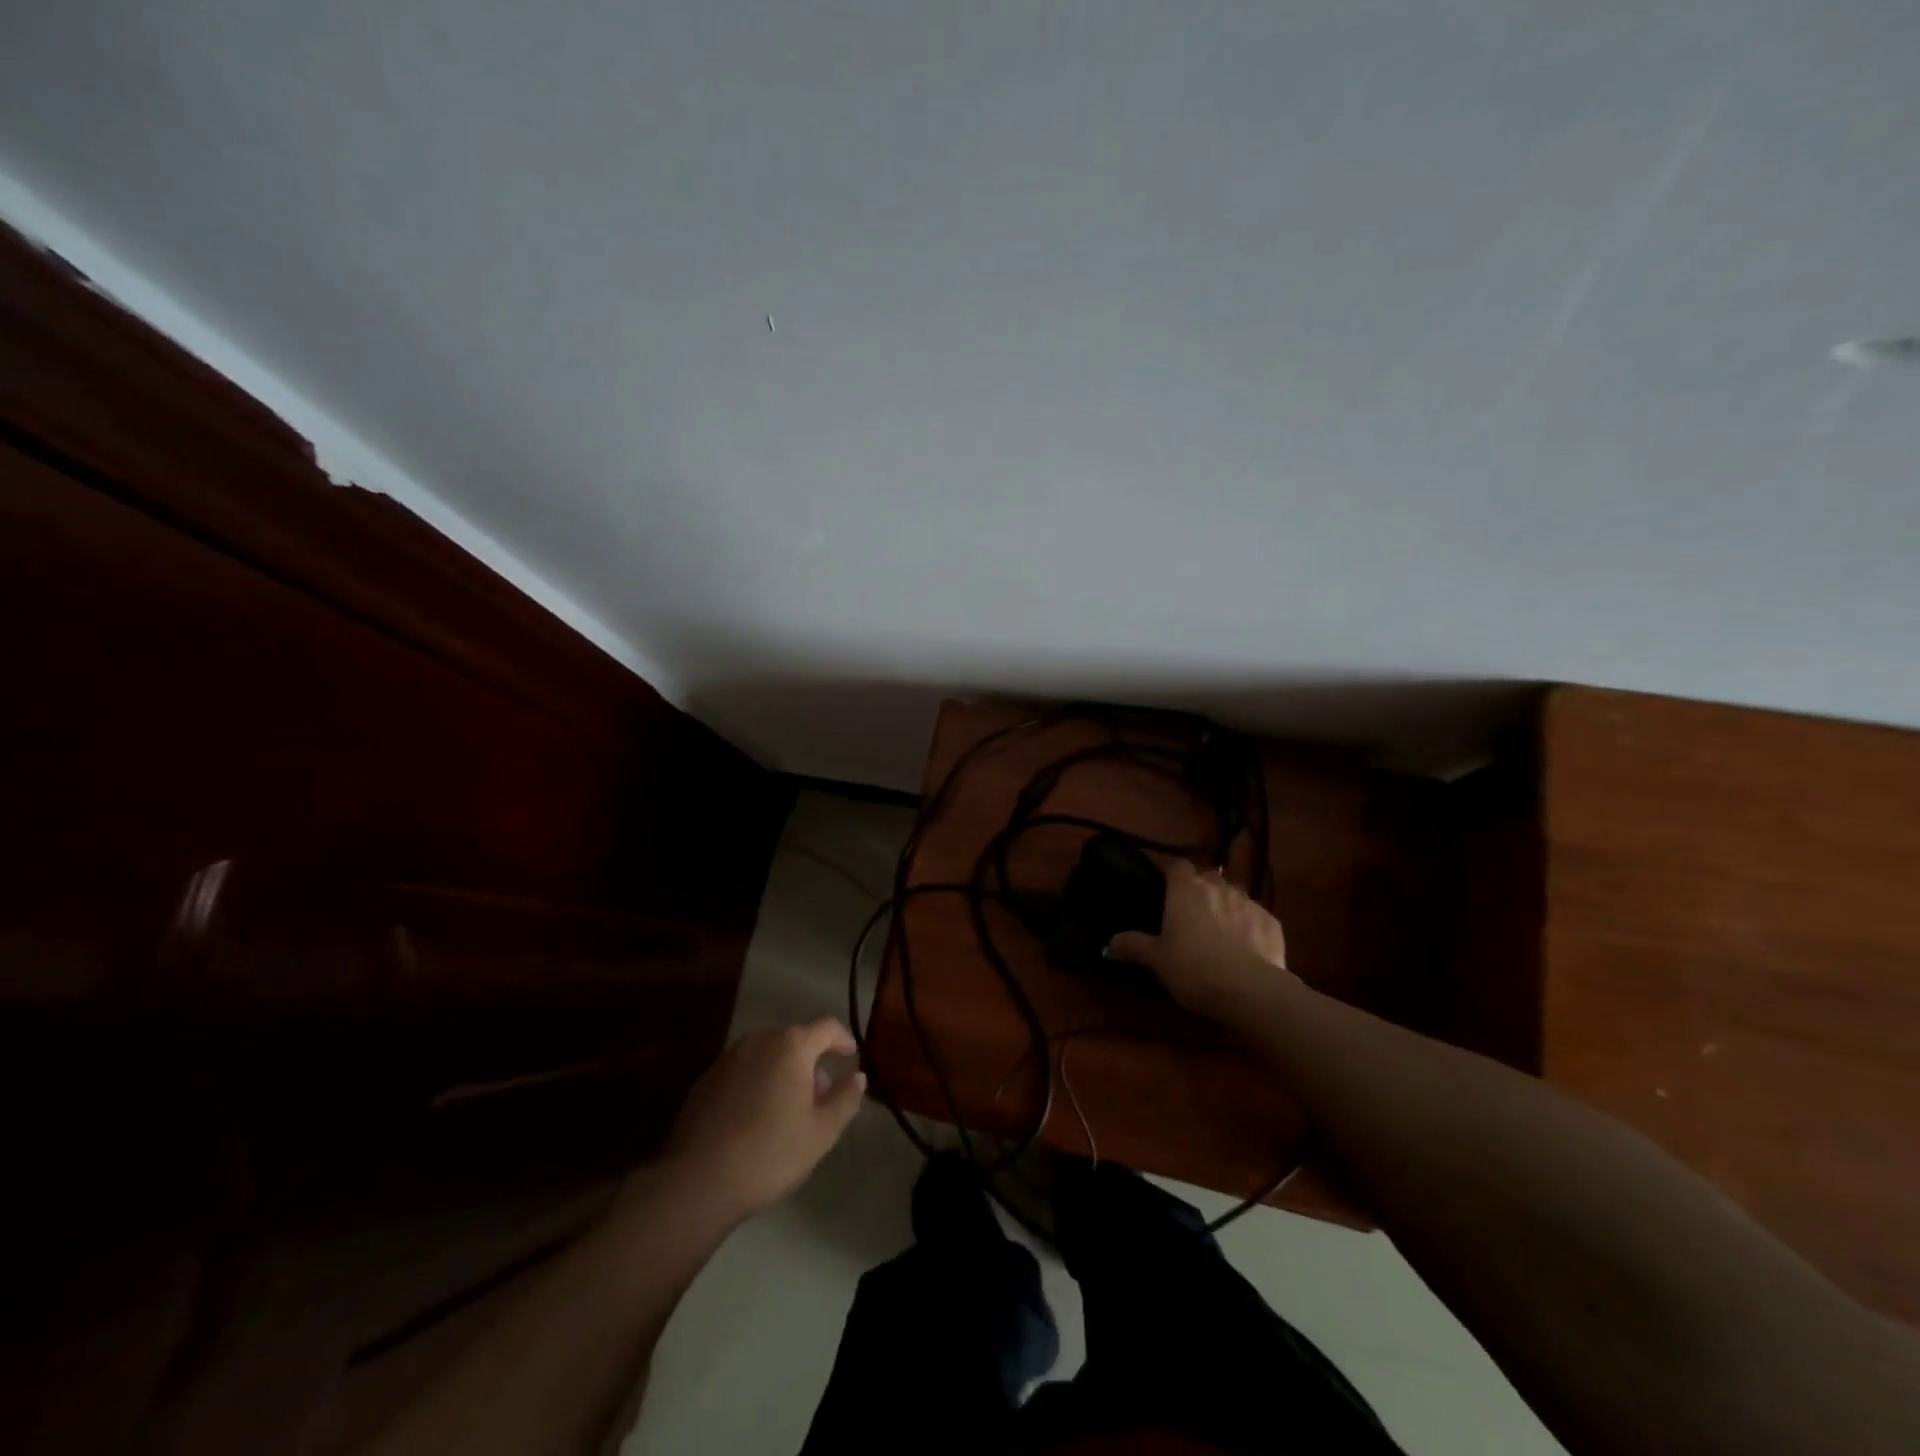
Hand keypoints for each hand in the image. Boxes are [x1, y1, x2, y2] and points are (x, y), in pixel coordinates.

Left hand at [658, 1018, 866, 1220]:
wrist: (698, 1181)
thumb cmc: (770, 1152)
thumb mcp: (822, 1132)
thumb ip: (845, 1099)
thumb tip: (857, 1077)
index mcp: (791, 1046)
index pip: (827, 1027)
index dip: (842, 1039)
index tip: (850, 1056)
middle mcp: (759, 1040)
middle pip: (794, 1040)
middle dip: (811, 1061)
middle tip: (819, 1095)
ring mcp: (728, 1058)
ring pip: (766, 1055)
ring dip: (782, 1071)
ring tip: (787, 1109)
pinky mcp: (705, 1080)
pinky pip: (742, 1071)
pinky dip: (756, 1082)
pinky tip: (754, 1118)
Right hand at [1107, 858, 1294, 1017]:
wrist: (1251, 991)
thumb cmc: (1194, 968)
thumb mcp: (1157, 960)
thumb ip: (1133, 946)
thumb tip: (1108, 943)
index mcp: (1186, 890)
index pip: (1176, 865)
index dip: (1169, 869)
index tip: (1161, 879)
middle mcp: (1218, 887)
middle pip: (1206, 876)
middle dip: (1199, 886)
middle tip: (1188, 907)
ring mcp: (1249, 903)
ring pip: (1233, 894)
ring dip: (1224, 903)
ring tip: (1217, 926)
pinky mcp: (1272, 923)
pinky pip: (1255, 916)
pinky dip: (1248, 924)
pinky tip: (1244, 945)